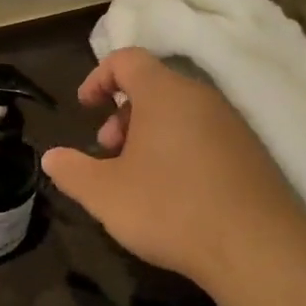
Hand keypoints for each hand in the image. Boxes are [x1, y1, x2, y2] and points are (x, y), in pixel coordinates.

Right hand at [41, 50, 305, 289]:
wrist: (255, 246)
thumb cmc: (169, 208)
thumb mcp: (105, 194)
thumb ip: (72, 171)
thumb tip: (51, 157)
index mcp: (164, 93)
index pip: (127, 59)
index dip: (98, 77)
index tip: (84, 108)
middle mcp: (202, 97)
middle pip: (154, 87)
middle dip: (122, 114)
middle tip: (109, 151)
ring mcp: (231, 124)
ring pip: (180, 114)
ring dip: (150, 136)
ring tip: (138, 178)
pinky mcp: (250, 153)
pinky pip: (204, 136)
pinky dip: (179, 151)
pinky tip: (174, 193)